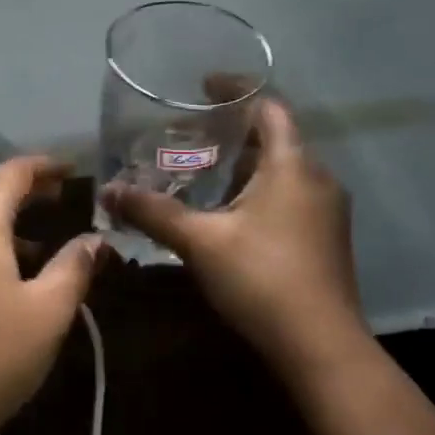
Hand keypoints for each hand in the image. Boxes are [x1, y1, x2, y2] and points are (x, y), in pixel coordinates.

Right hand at [102, 99, 366, 366]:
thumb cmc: (261, 278)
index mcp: (293, 165)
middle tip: (188, 137)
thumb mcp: (199, 241)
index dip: (237, 90)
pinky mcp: (325, 238)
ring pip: (281, 171)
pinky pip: (288, 196)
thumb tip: (108, 191)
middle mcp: (317, 178)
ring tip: (199, 173)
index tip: (203, 86)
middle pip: (274, 138)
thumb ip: (152, 211)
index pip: (270, 106)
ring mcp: (326, 211)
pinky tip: (226, 215)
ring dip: (242, 166)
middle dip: (231, 133)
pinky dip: (256, 192)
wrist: (321, 347)